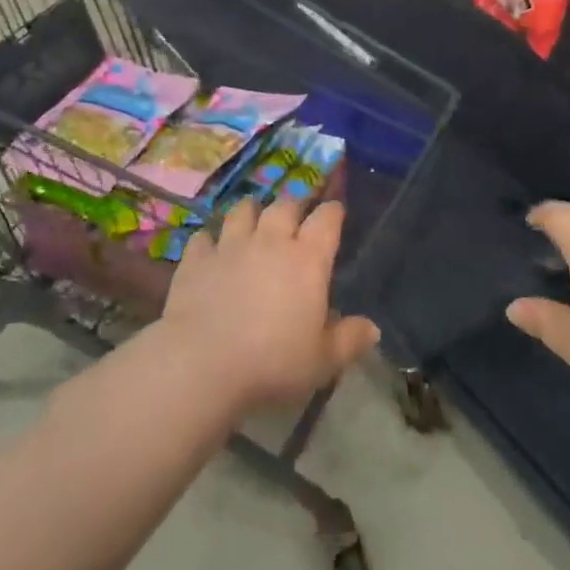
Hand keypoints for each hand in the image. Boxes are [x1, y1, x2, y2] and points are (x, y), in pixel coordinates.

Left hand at [161, 195, 379, 411]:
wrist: (202, 364)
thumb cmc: (272, 363)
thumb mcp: (322, 361)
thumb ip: (349, 340)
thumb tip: (373, 329)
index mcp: (307, 259)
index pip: (327, 219)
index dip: (333, 212)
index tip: (336, 212)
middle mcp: (271, 241)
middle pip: (285, 205)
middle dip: (294, 207)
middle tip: (296, 218)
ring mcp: (230, 245)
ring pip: (243, 210)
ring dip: (252, 211)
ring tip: (254, 218)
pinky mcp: (197, 258)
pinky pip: (204, 236)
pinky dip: (210, 239)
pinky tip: (211, 248)